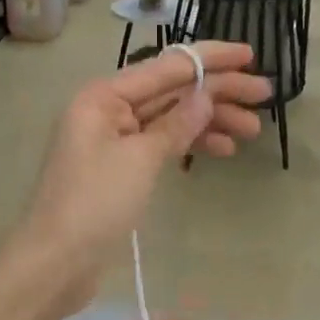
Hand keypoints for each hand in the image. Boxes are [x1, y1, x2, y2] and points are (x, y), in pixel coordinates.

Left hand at [11, 42, 270, 284]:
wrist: (55, 264)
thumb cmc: (94, 205)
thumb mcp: (140, 160)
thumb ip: (176, 123)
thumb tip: (206, 93)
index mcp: (104, 95)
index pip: (166, 66)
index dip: (210, 59)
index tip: (250, 56)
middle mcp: (107, 108)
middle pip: (171, 90)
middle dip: (217, 92)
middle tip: (264, 96)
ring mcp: (113, 138)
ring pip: (170, 117)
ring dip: (210, 120)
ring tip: (252, 130)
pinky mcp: (120, 166)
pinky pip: (161, 142)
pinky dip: (190, 143)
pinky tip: (223, 149)